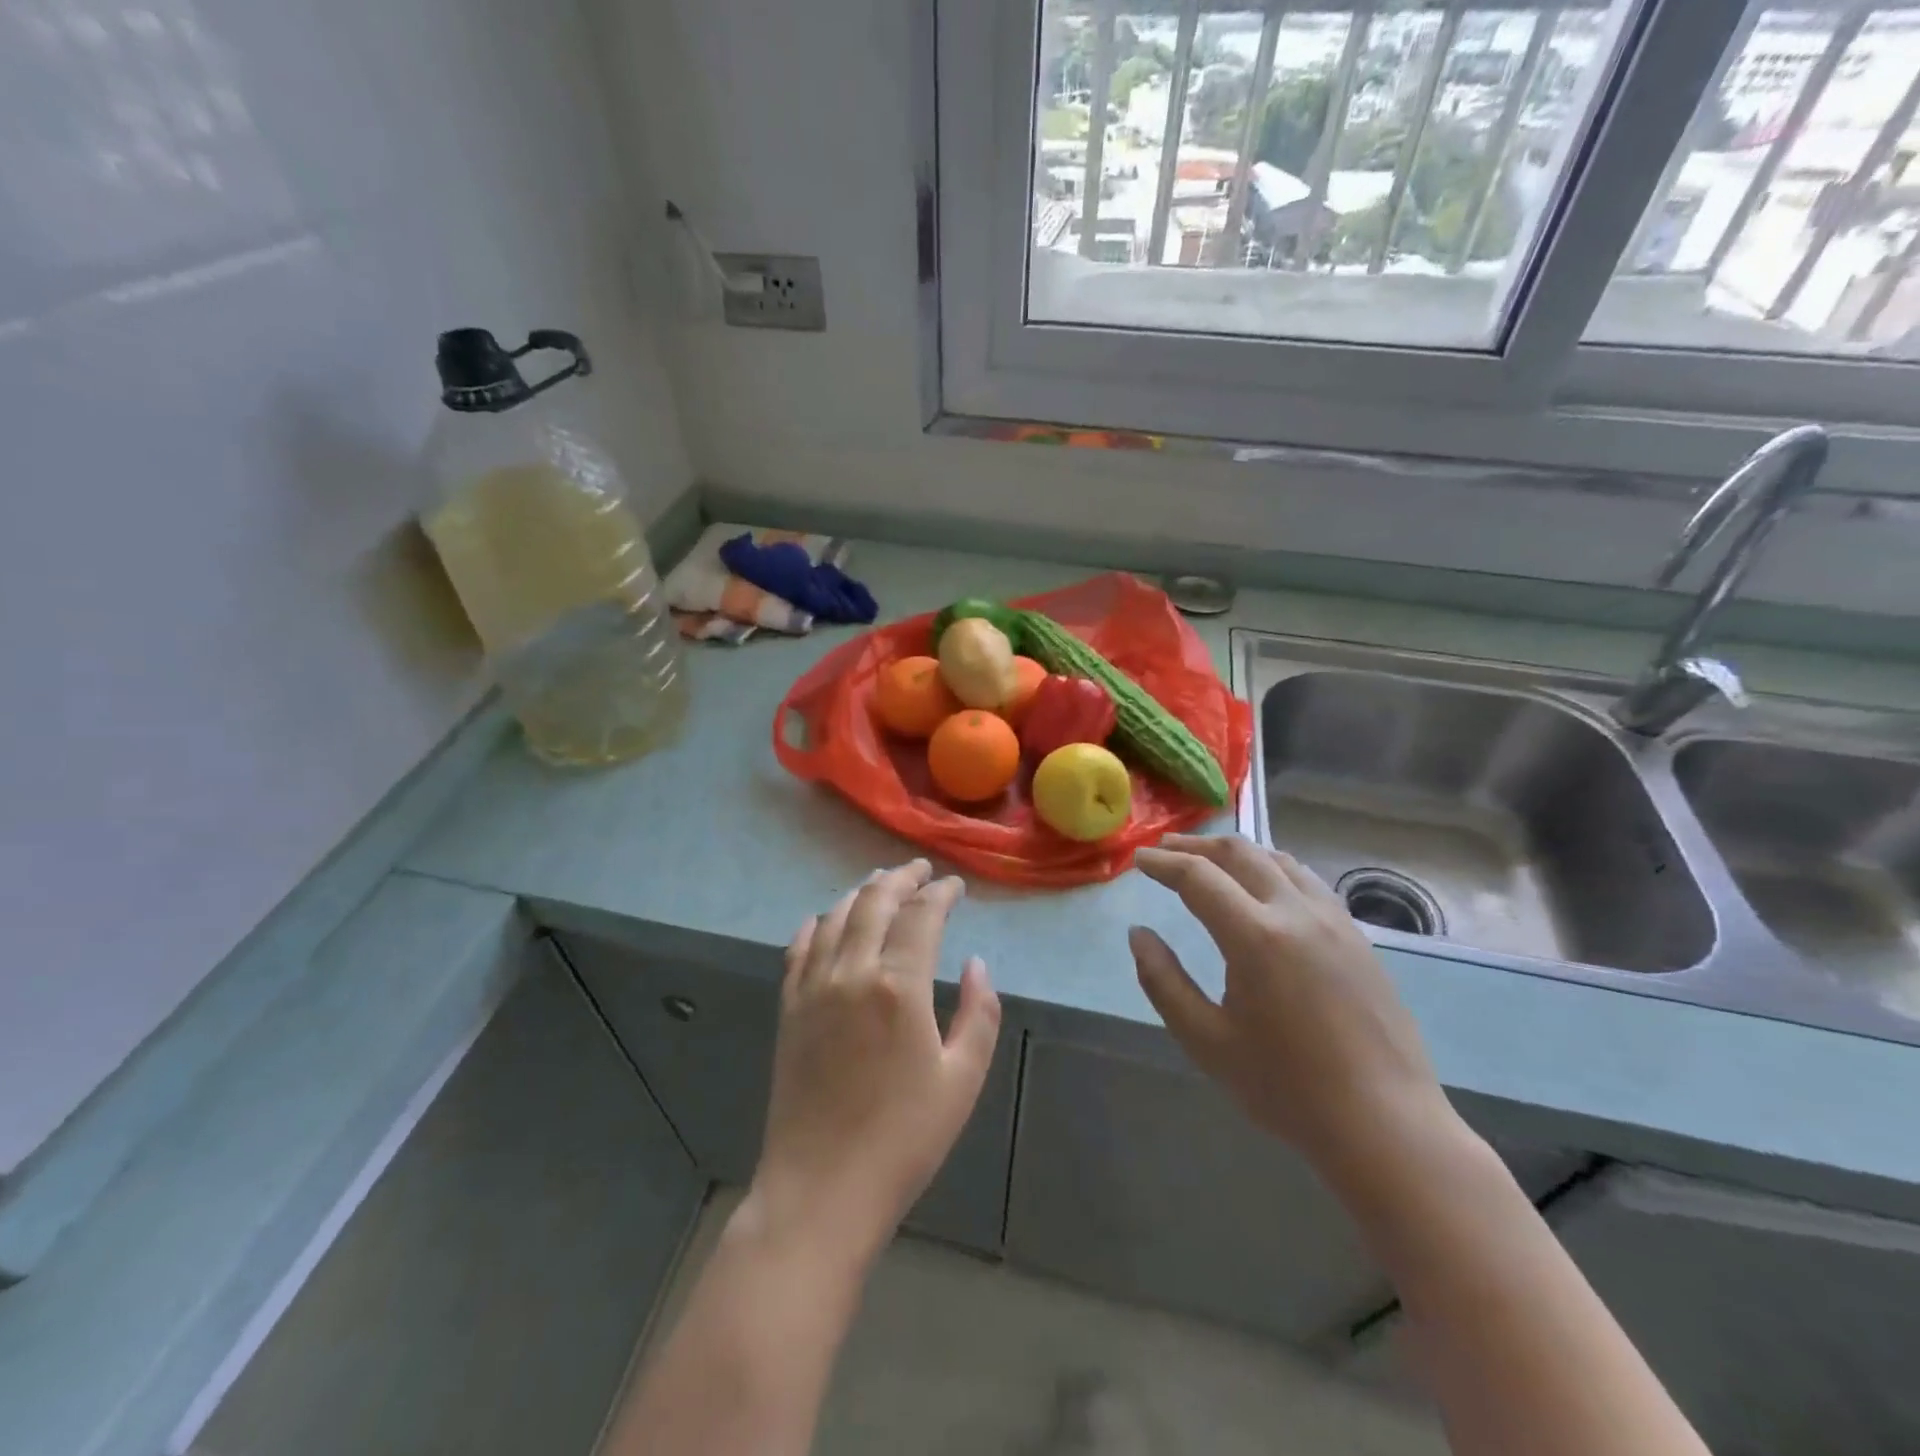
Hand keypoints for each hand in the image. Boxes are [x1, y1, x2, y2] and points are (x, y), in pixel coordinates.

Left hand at [749, 860, 1000, 1265]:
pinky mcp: (789, 1008)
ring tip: (881, 884)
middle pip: (875, 902)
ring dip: (862, 893)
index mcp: (899, 986)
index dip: (941, 893)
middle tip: (920, 870)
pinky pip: (799, 949)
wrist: (821, 1189)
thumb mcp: (962, 1080)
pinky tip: (824, 920)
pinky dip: (816, 925)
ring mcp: (813, 988)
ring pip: (836, 917)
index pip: (922, 915)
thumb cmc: (904, 1139)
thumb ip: (979, 1013)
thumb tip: (976, 964)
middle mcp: (852, 972)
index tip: (955, 885)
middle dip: (901, 878)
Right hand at [1130, 834, 1450, 1181]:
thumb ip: (1163, 982)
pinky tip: (1263, 888)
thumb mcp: (1206, 1041)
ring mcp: (1334, 921)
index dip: (1163, 864)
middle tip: (1164, 850)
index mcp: (1257, 937)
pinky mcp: (1358, 937)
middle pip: (1240, 853)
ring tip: (1208, 860)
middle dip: (1195, 846)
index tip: (1138, 860)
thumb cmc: (1287, 1088)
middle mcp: (1297, 913)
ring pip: (1278, 860)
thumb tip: (1138, 935)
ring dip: (1236, 852)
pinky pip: (1306, 881)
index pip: (1199, 877)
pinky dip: (1271, 868)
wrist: (1386, 1125)